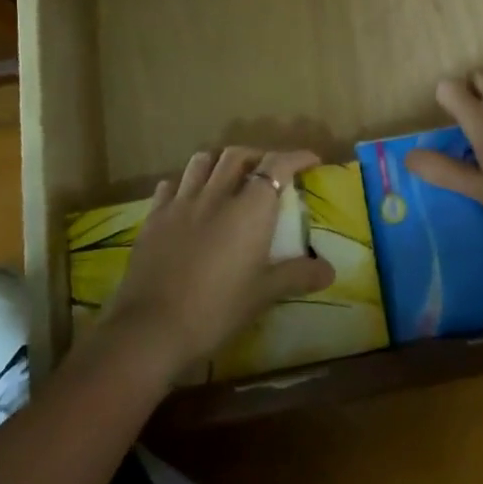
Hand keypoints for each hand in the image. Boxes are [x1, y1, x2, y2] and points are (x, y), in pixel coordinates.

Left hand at [100, 146, 336, 374]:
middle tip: (268, 171)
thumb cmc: (216, 309)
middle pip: (237, 155)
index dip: (296, 157)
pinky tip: (188, 197)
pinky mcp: (154, 217)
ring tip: (228, 176)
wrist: (152, 328)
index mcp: (249, 209)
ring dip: (220, 161)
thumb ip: (297, 275)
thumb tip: (330, 271)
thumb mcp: (263, 294)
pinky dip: (185, 183)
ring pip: (202, 161)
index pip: (277, 166)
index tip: (311, 161)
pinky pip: (170, 185)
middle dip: (257, 155)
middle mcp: (216, 195)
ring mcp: (181, 203)